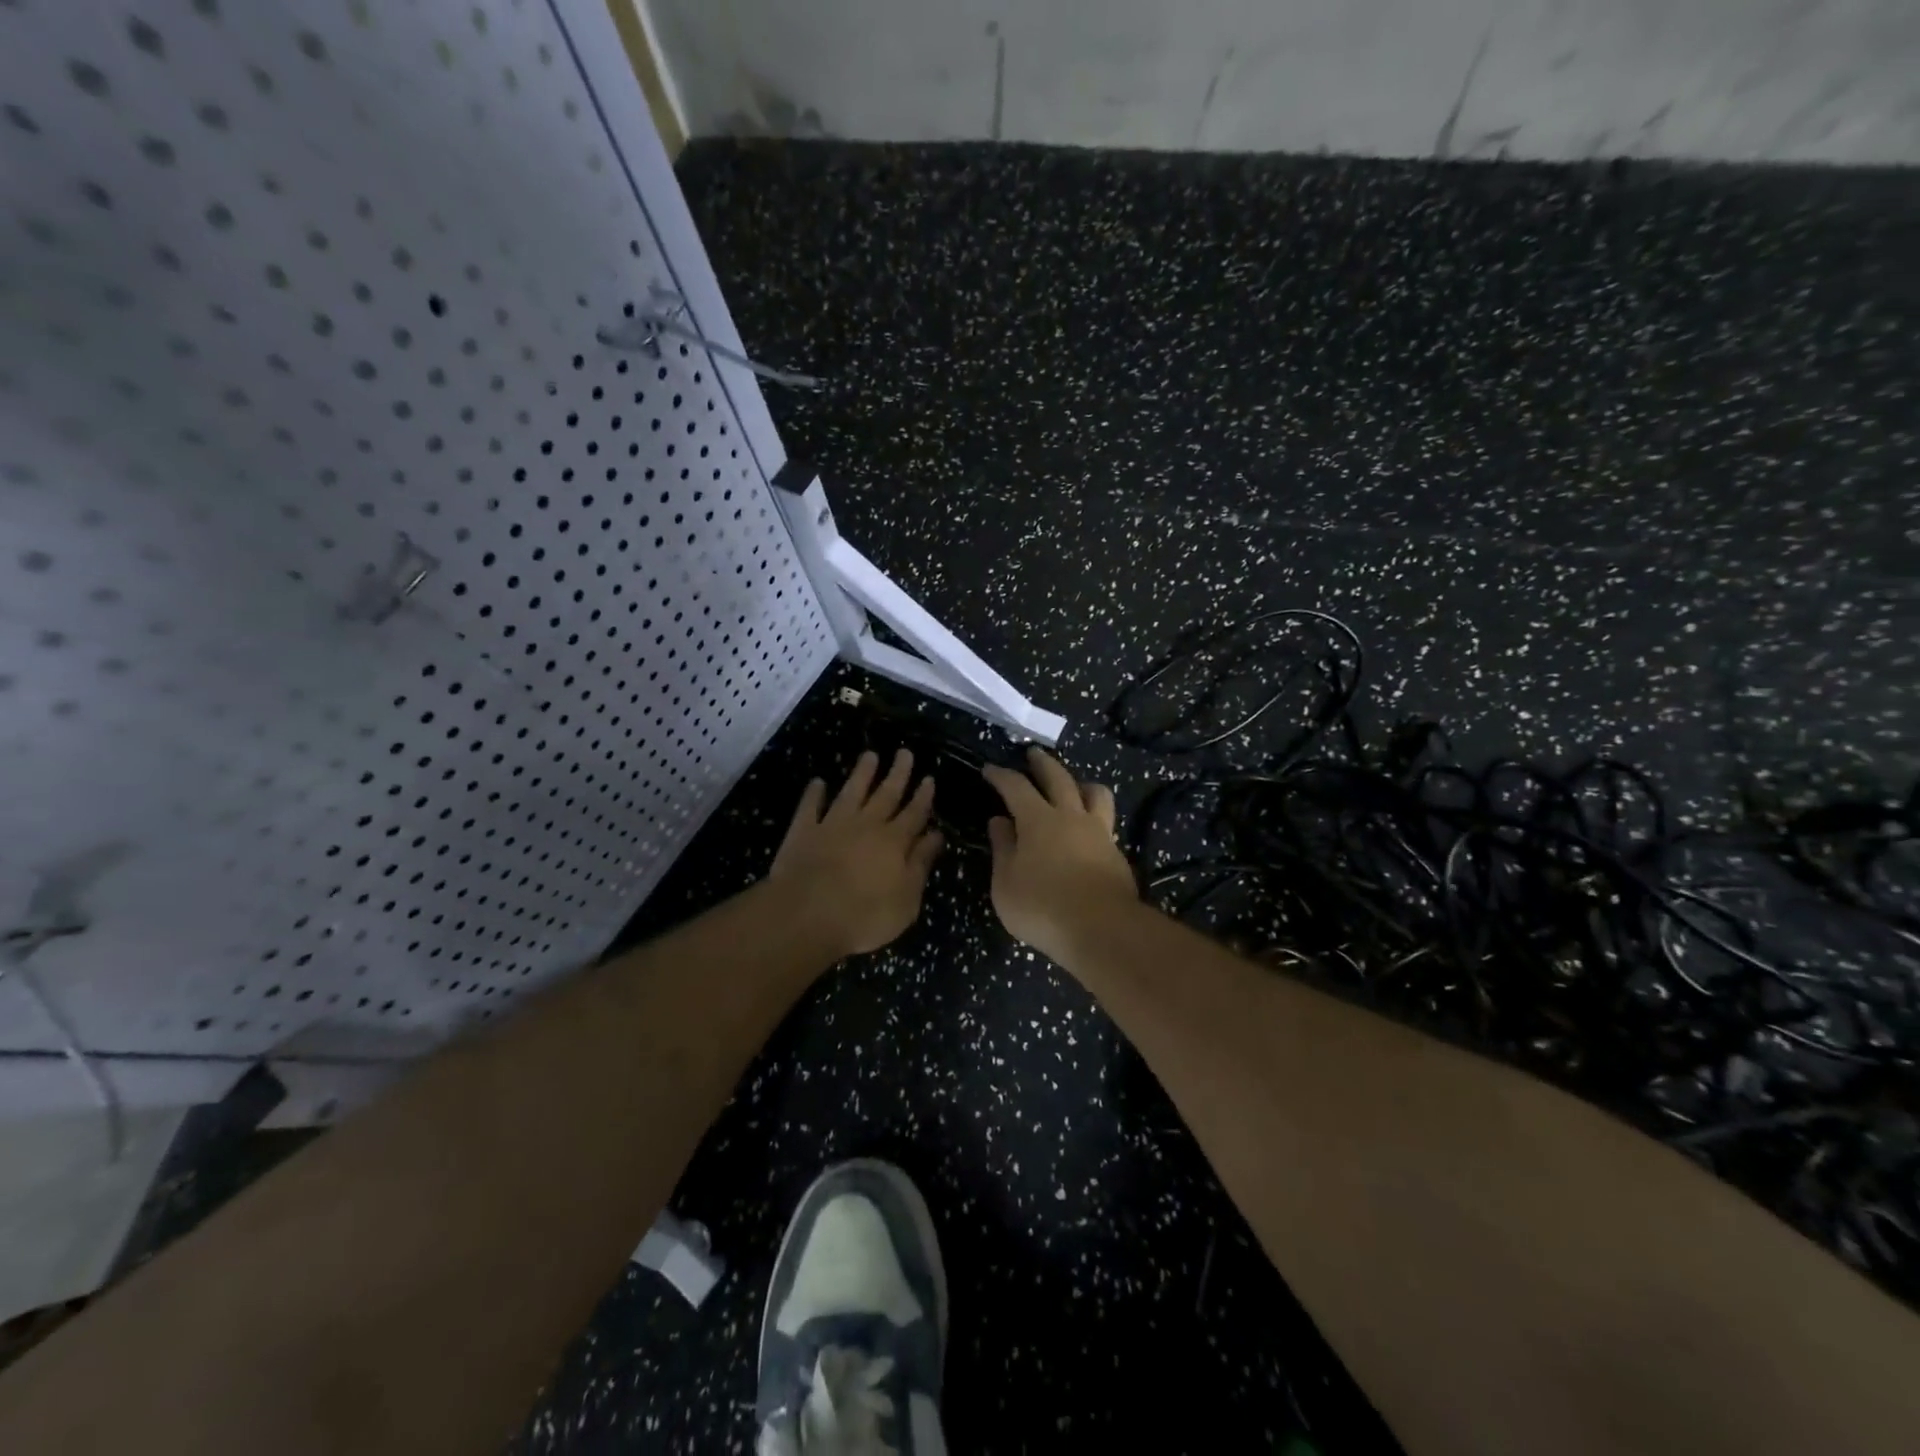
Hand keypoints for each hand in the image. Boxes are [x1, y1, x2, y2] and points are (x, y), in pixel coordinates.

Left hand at [768, 749, 943, 957]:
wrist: (807, 915)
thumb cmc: (865, 915)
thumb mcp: (907, 899)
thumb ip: (920, 864)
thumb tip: (936, 835)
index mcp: (894, 842)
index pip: (914, 814)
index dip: (923, 796)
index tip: (929, 778)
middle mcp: (866, 825)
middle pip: (886, 795)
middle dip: (898, 774)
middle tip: (904, 752)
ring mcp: (832, 825)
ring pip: (851, 792)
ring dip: (861, 773)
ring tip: (870, 755)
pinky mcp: (803, 832)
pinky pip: (810, 807)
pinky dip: (814, 793)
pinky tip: (818, 782)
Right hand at [982, 748, 1137, 961]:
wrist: (1101, 929)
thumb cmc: (1042, 907)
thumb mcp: (1005, 883)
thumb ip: (1002, 848)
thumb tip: (999, 821)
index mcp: (1038, 820)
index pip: (1016, 787)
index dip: (1001, 775)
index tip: (989, 769)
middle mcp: (1070, 816)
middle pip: (1058, 778)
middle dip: (1043, 763)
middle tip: (1034, 753)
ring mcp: (1098, 832)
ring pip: (1095, 793)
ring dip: (1081, 783)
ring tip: (1074, 785)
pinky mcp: (1116, 852)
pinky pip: (1106, 821)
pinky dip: (1095, 815)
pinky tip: (1089, 827)